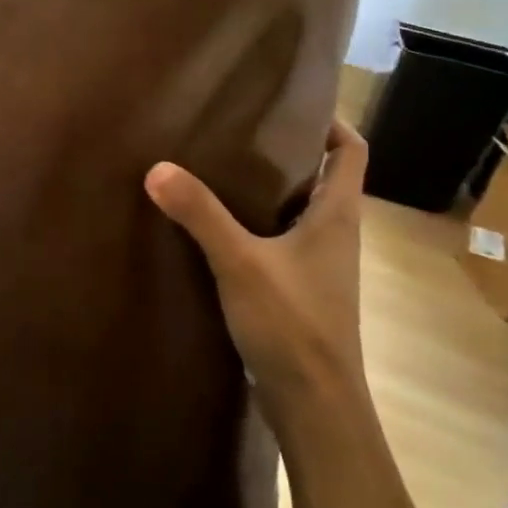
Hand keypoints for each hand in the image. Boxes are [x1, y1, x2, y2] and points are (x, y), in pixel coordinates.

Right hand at [145, 119, 368, 402]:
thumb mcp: (240, 263)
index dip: (330, 120)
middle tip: (236, 129)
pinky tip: (215, 228)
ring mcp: (318, 266)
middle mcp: (335, 234)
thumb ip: (200, 215)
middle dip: (285, 150)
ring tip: (218, 169)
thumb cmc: (293, 325)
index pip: (351, 150)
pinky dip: (255, 226)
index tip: (290, 101)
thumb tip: (157, 168)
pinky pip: (280, 242)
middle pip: (321, 176)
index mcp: (337, 215)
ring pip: (298, 211)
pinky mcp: (298, 291)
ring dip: (267, 190)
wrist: (315, 406)